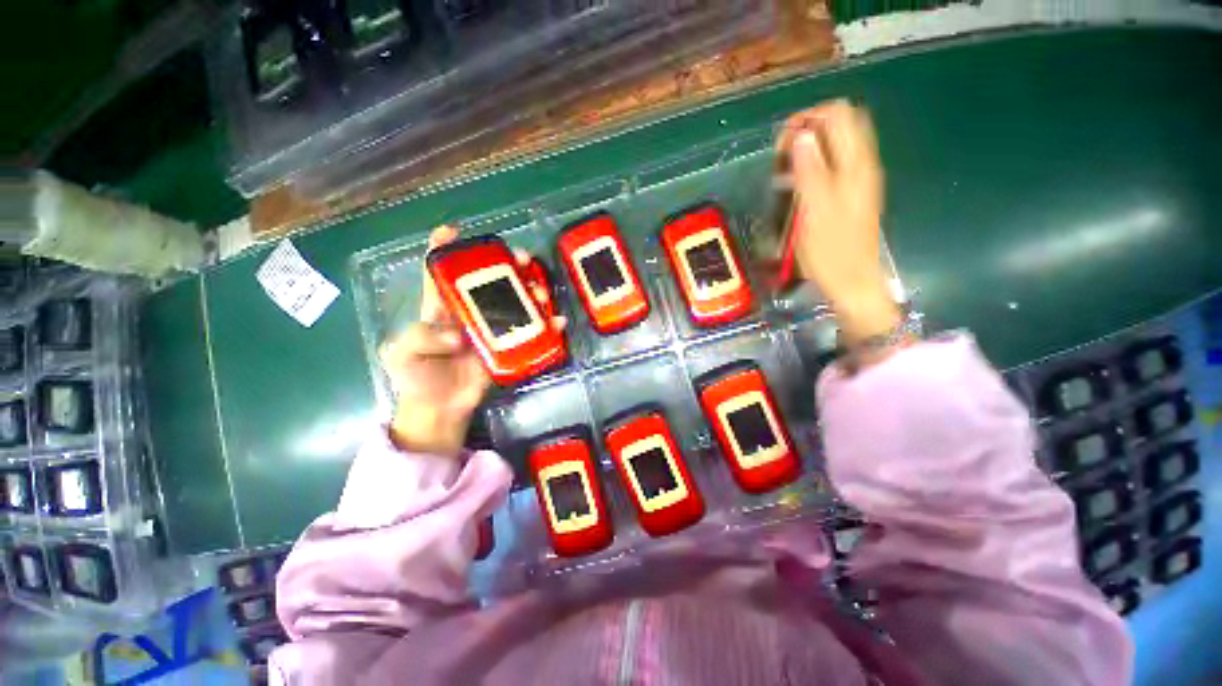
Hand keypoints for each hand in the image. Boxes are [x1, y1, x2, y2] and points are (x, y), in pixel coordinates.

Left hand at [382, 226, 562, 455]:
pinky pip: (530, 331)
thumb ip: (420, 338)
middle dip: (505, 265)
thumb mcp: (401, 355)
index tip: (454, 230)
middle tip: (522, 259)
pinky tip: (557, 321)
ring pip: (514, 302)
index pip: (439, 271)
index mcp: (440, 307)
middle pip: (489, 281)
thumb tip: (457, 335)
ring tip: (542, 292)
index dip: (443, 247)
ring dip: (532, 291)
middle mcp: (469, 312)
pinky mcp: (508, 346)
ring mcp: (492, 328)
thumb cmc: (418, 376)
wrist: (441, 407)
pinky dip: (546, 325)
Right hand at [778, 100, 900, 345]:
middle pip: (841, 123)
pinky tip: (799, 184)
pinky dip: (816, 164)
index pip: (839, 114)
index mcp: (855, 165)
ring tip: (786, 171)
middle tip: (783, 156)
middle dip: (809, 129)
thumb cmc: (830, 251)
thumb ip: (810, 170)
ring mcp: (860, 179)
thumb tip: (802, 135)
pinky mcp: (852, 194)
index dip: (808, 119)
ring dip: (811, 147)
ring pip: (838, 143)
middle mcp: (862, 164)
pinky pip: (836, 163)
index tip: (781, 144)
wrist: (852, 281)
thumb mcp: (814, 210)